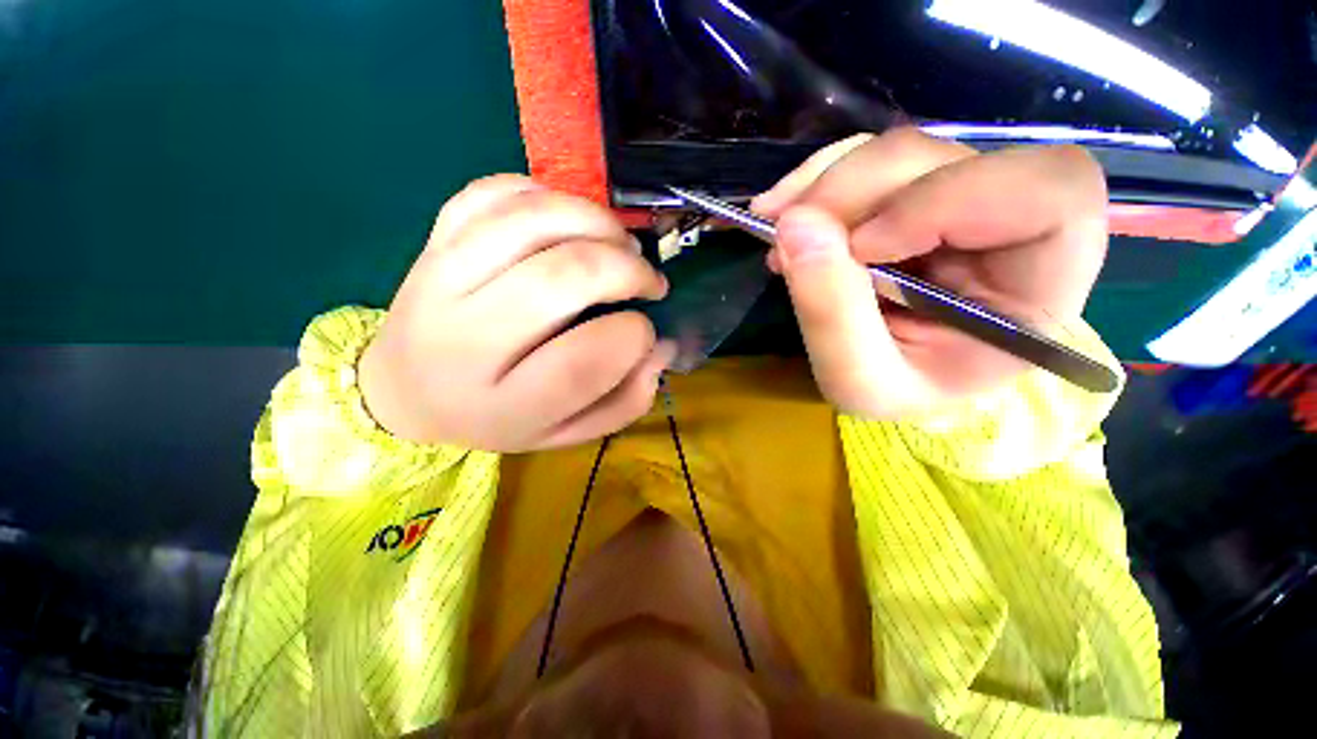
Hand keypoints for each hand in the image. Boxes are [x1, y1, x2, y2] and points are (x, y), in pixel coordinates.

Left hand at [359, 175, 673, 451]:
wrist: (410, 390)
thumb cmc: (500, 416)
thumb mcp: (567, 431)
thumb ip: (623, 401)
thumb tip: (660, 348)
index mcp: (505, 403)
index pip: (583, 362)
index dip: (634, 336)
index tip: (646, 331)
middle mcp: (467, 341)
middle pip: (561, 280)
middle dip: (626, 270)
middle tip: (649, 280)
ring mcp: (441, 278)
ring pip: (531, 221)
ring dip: (597, 222)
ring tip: (622, 243)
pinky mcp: (434, 239)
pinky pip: (494, 193)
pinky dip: (548, 195)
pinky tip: (571, 221)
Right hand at [753, 128, 1108, 418]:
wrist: (899, 383)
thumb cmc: (900, 394)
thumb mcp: (860, 381)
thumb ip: (831, 314)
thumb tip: (793, 226)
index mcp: (1041, 284)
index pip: (1048, 193)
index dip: (945, 201)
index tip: (861, 247)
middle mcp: (1012, 224)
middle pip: (950, 158)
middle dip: (856, 189)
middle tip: (789, 230)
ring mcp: (962, 199)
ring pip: (902, 152)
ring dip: (826, 182)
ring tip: (776, 224)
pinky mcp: (917, 194)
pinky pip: (871, 161)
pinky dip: (819, 179)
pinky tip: (785, 213)